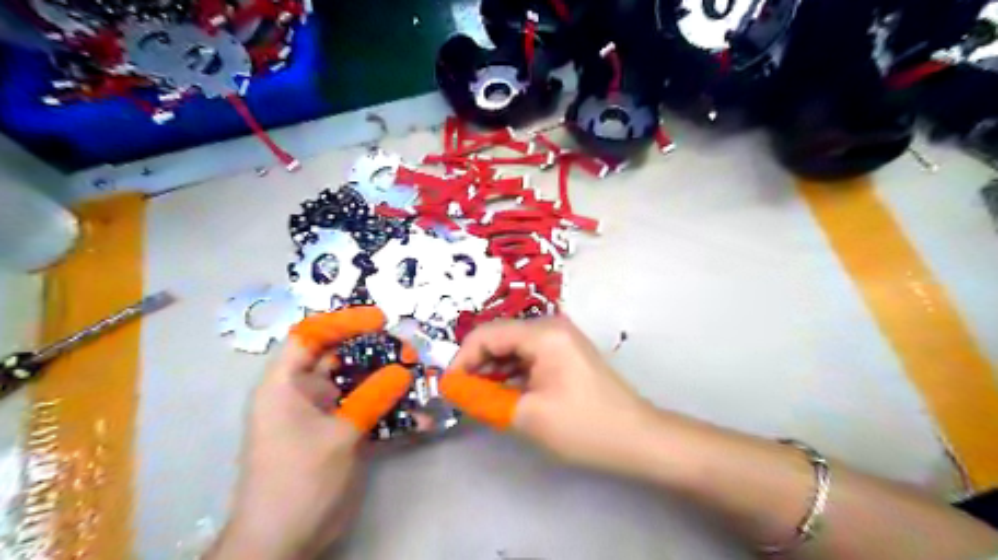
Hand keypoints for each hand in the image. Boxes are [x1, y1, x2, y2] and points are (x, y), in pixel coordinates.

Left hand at [211, 309, 413, 556]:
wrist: (285, 542)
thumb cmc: (298, 482)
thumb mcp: (338, 437)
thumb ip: (371, 399)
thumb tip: (403, 369)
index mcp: (286, 385)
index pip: (311, 336)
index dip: (343, 321)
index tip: (380, 320)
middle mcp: (305, 393)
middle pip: (342, 357)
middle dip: (377, 352)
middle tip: (411, 353)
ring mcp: (326, 413)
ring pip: (361, 384)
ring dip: (390, 381)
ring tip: (421, 380)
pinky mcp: (342, 432)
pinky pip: (369, 411)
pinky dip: (392, 412)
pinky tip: (421, 419)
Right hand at [444, 318, 656, 474]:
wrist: (637, 438)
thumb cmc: (583, 426)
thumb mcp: (527, 416)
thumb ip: (484, 399)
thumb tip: (453, 389)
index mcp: (543, 333)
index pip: (486, 335)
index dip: (461, 360)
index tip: (447, 388)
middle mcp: (550, 325)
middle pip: (499, 337)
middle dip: (476, 365)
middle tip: (461, 395)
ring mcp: (559, 338)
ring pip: (512, 347)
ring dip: (492, 370)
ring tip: (480, 398)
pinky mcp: (564, 352)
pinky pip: (527, 356)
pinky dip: (511, 373)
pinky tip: (503, 393)